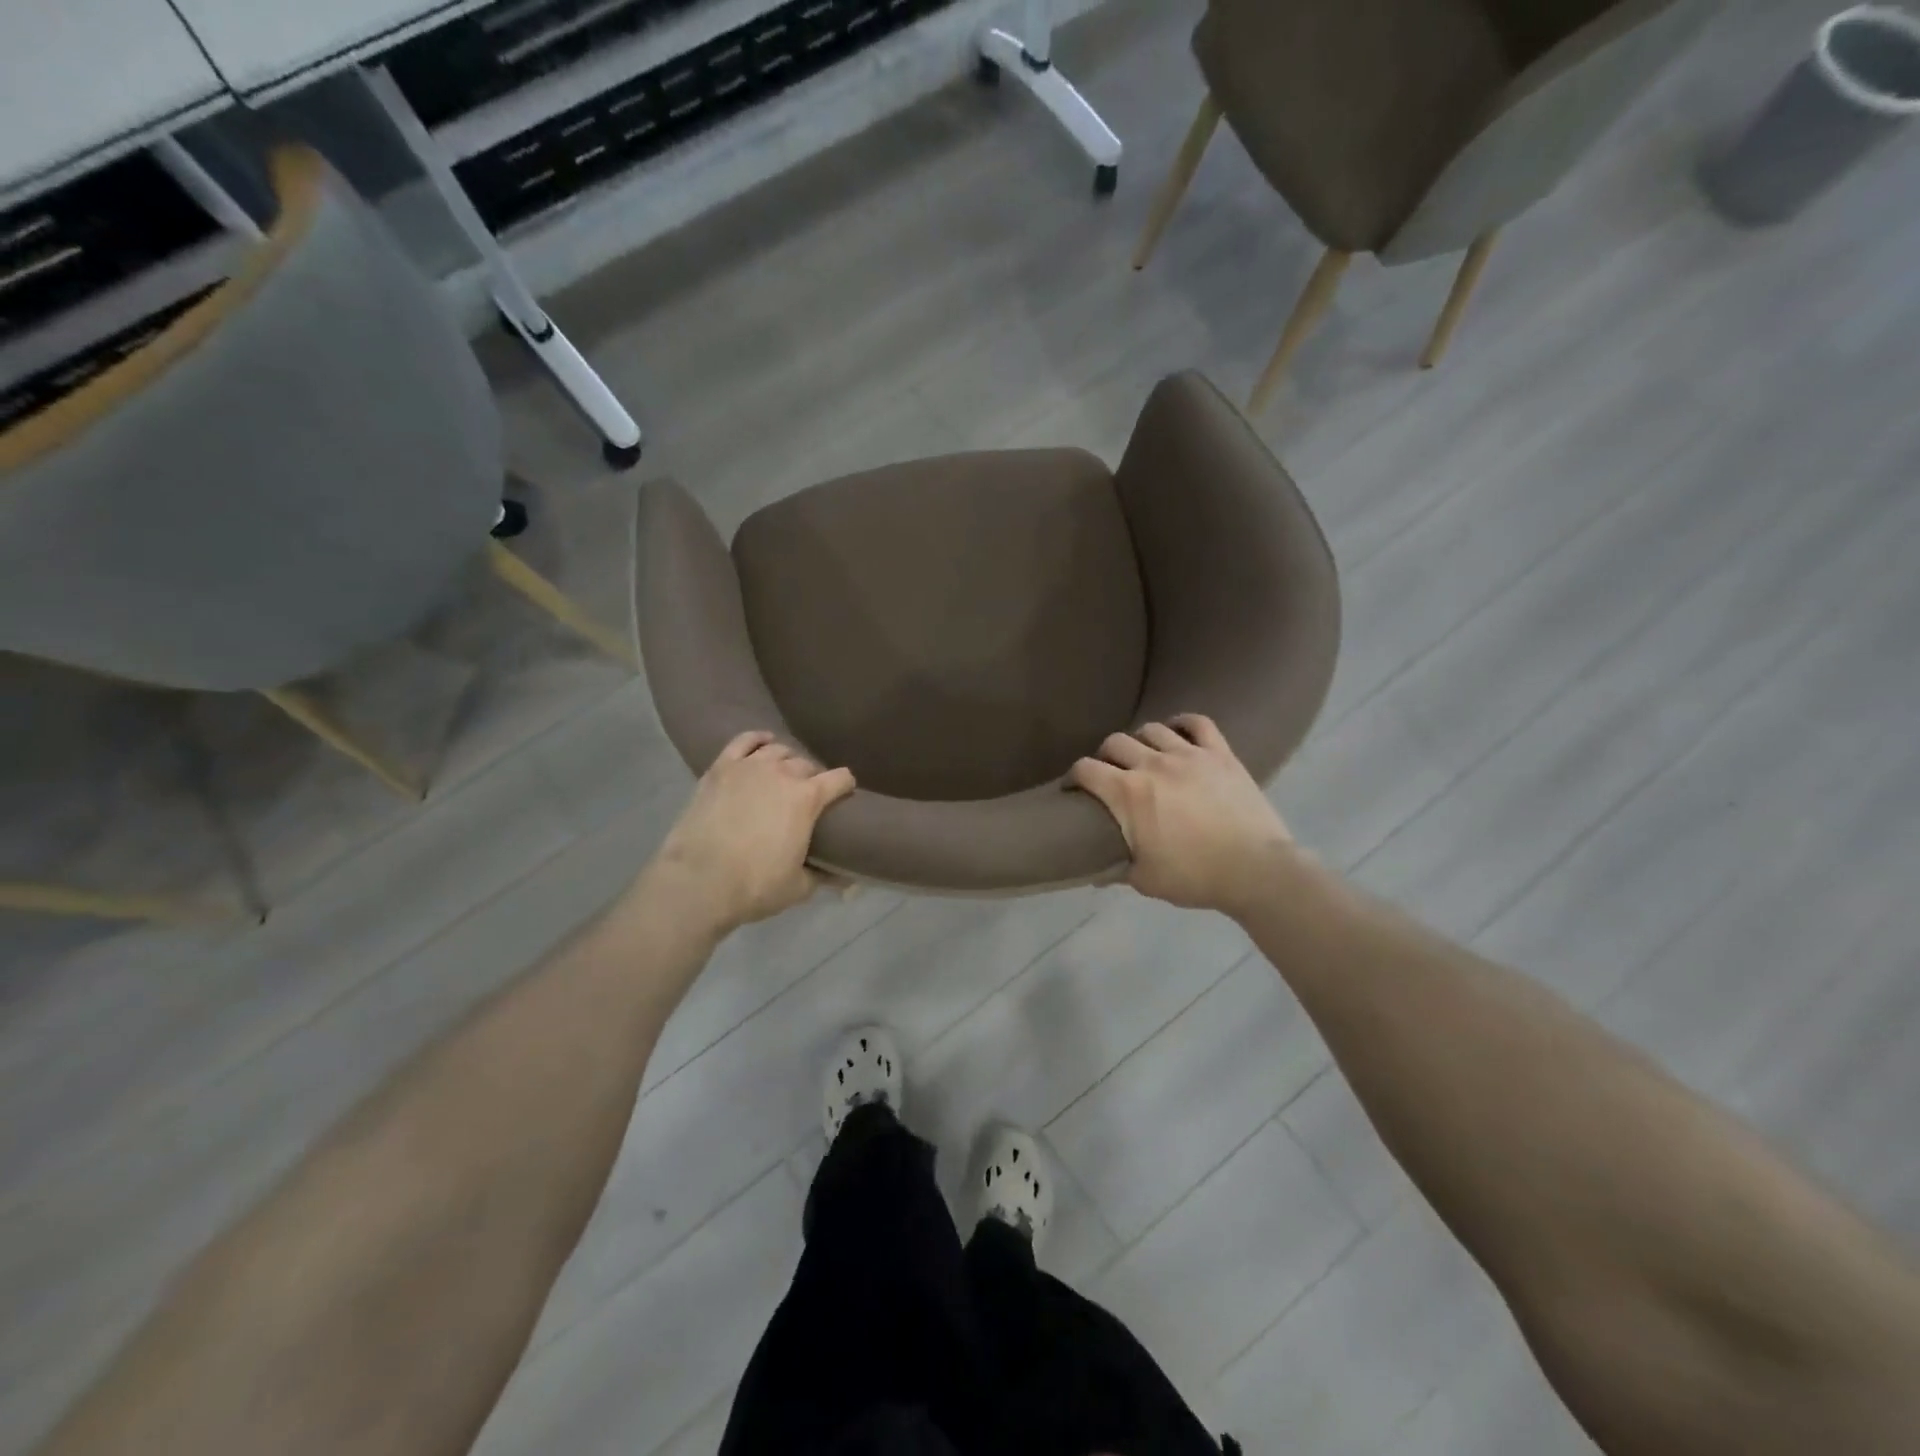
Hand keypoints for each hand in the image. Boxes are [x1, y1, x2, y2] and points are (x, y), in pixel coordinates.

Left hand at [653, 732, 856, 933]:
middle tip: (808, 793)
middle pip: (807, 764)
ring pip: (777, 749)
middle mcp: (782, 773)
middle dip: (813, 776)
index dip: (846, 786)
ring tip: (784, 771)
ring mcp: (749, 766)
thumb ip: (823, 876)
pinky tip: (762, 742)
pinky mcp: (720, 768)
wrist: (698, 881)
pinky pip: (744, 741)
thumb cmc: (755, 885)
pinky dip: (757, 739)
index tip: (846, 794)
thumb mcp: (798, 887)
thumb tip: (847, 881)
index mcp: (807, 798)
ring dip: (786, 759)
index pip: (840, 779)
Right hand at [1070, 714, 1296, 918]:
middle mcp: (1153, 764)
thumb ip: (1116, 869)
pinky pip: (1198, 722)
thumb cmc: (1195, 877)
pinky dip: (1183, 723)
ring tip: (1144, 755)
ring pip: (1152, 729)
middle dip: (1105, 756)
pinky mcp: (1220, 753)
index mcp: (1127, 793)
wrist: (1256, 870)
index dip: (1074, 776)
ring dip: (1140, 740)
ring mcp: (1189, 754)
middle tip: (1109, 773)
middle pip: (1115, 742)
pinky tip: (1177, 731)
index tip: (1074, 787)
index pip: (1086, 769)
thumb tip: (1097, 871)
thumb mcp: (1145, 880)